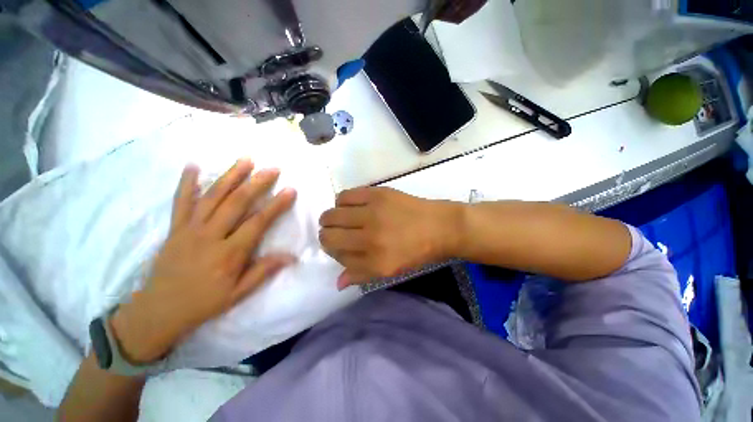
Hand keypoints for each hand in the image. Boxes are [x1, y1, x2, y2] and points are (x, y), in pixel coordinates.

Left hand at [111, 160, 296, 363]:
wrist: (159, 310)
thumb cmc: (204, 302)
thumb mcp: (238, 293)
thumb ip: (264, 271)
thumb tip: (291, 256)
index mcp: (229, 253)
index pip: (258, 222)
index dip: (276, 205)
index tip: (290, 190)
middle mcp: (210, 236)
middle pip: (236, 203)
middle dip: (256, 183)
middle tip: (272, 169)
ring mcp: (189, 229)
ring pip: (212, 197)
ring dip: (230, 176)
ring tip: (246, 160)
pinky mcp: (174, 228)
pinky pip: (180, 201)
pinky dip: (186, 182)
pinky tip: (193, 165)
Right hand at [319, 187, 462, 289]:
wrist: (440, 226)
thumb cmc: (417, 251)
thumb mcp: (391, 270)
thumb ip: (362, 275)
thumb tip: (337, 281)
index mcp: (374, 261)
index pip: (336, 255)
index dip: (333, 250)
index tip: (339, 245)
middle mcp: (369, 237)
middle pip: (328, 235)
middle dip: (327, 234)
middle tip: (337, 231)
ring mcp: (372, 213)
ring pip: (332, 214)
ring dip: (332, 218)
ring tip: (343, 217)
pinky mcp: (377, 194)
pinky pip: (345, 196)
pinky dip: (342, 201)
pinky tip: (351, 205)